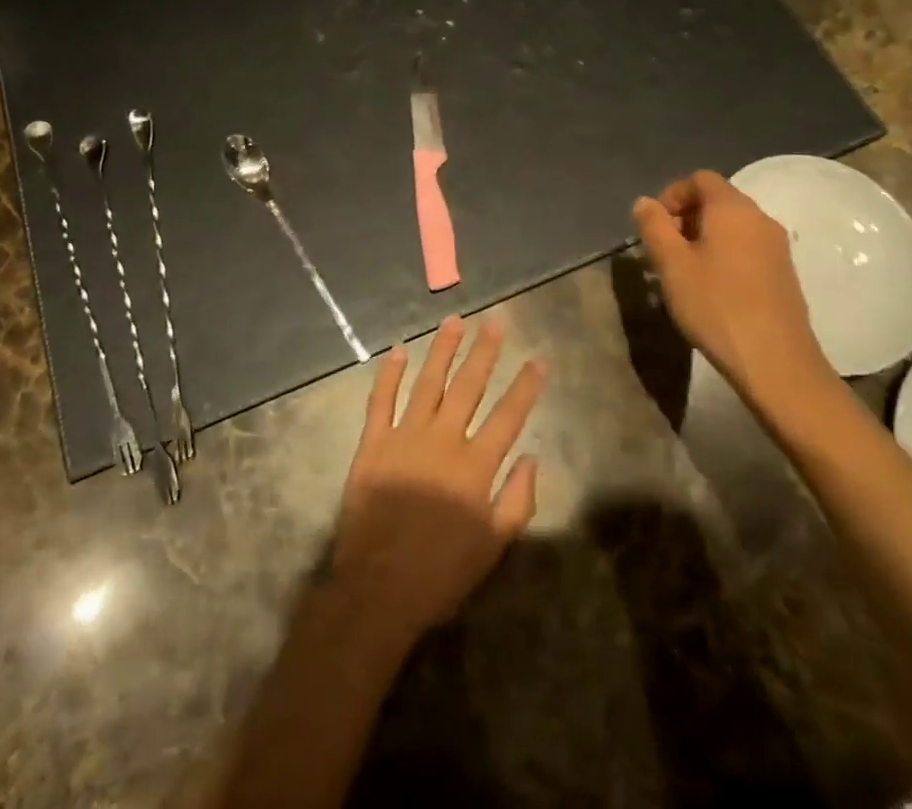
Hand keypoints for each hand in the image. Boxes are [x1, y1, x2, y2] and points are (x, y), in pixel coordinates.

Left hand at [331, 317, 544, 648]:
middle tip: (496, 321)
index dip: (525, 387)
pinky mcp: (373, 443)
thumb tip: (533, 459)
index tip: (539, 359)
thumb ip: (517, 501)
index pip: (508, 416)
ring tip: (454, 321)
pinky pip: (381, 400)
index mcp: (475, 466)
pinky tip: (399, 349)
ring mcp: (405, 436)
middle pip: (468, 386)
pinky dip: (390, 373)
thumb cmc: (441, 573)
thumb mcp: (493, 548)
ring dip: (442, 350)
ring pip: (428, 382)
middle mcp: (443, 440)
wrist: (378, 589)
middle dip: (485, 351)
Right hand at [633, 170, 836, 412]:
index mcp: (732, 209)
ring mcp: (777, 247)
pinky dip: (724, 255)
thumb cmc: (716, 306)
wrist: (776, 361)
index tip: (655, 226)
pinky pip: (747, 248)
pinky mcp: (784, 273)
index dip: (672, 194)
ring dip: (703, 239)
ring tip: (682, 273)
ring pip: (732, 227)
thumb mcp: (672, 265)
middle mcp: (760, 219)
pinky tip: (711, 289)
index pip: (700, 179)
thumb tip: (645, 202)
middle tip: (663, 251)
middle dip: (685, 218)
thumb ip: (654, 227)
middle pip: (718, 201)